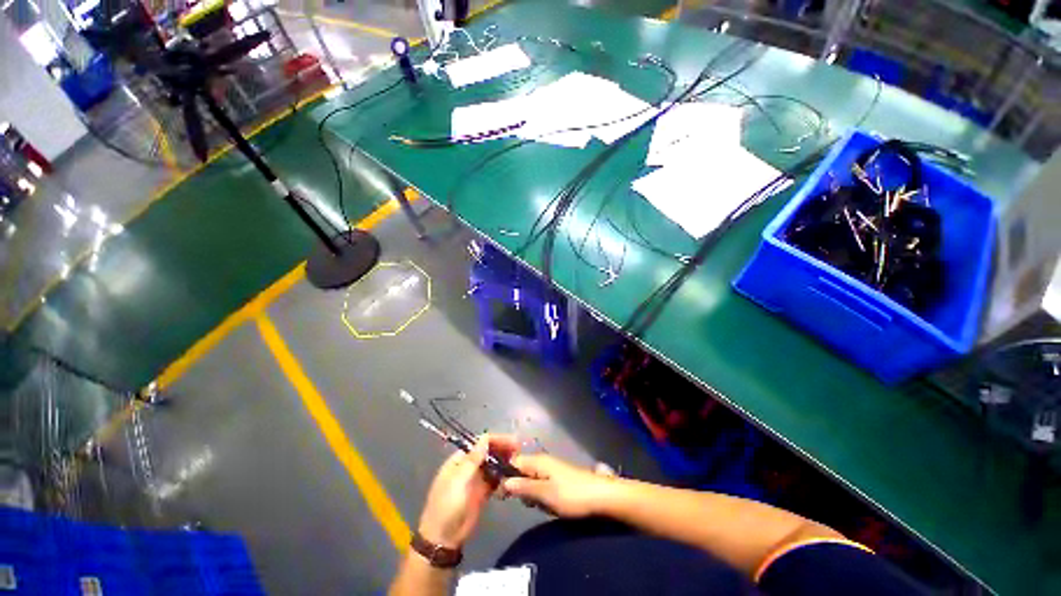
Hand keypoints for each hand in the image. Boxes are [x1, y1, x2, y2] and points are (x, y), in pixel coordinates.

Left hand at [417, 434, 517, 549]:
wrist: (444, 539)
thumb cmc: (448, 505)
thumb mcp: (459, 480)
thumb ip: (474, 459)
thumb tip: (485, 437)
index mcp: (460, 459)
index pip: (481, 443)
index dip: (497, 440)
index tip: (513, 442)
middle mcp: (469, 466)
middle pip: (489, 452)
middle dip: (503, 450)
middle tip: (520, 452)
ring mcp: (476, 479)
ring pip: (494, 465)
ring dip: (505, 463)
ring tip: (520, 464)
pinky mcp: (483, 493)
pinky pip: (496, 480)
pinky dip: (503, 478)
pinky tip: (513, 478)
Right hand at [503, 454, 615, 517]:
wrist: (601, 497)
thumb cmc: (572, 494)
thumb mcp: (545, 494)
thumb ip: (524, 487)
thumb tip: (504, 482)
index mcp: (538, 461)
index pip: (514, 461)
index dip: (506, 475)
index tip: (501, 492)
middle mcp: (543, 461)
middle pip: (522, 472)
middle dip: (520, 488)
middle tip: (528, 502)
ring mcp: (552, 470)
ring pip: (531, 481)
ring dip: (532, 495)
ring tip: (540, 505)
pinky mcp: (559, 480)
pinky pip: (542, 487)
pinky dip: (542, 497)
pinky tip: (548, 506)